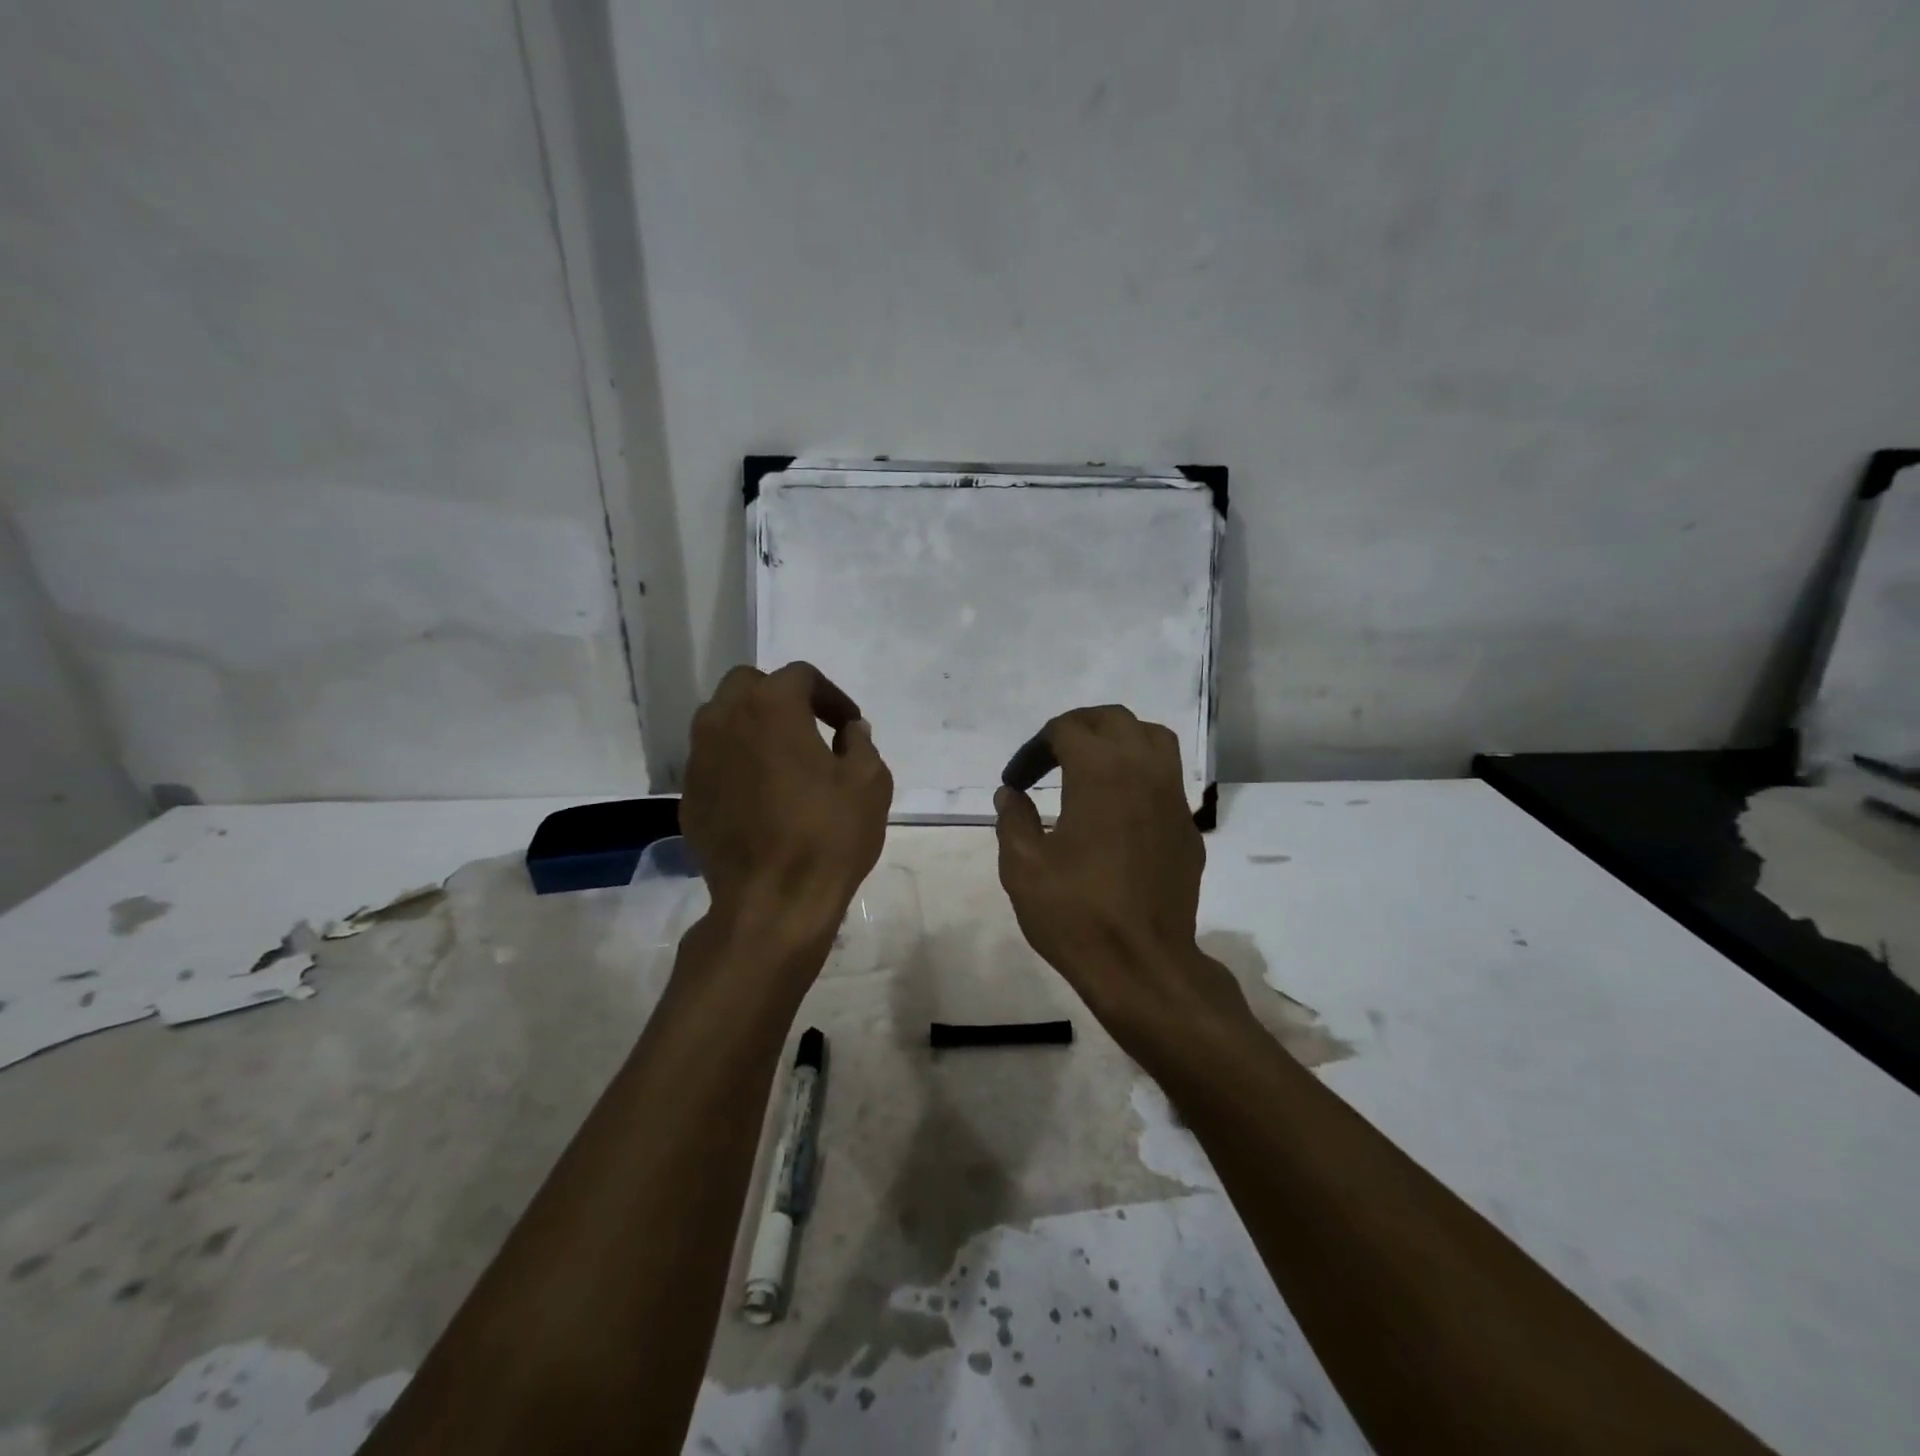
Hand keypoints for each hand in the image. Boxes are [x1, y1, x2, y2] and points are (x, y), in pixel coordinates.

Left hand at [680, 662, 892, 939]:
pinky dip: (736, 764)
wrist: (772, 902)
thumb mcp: (869, 782)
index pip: (801, 676)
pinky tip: (760, 797)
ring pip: (721, 721)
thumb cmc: (827, 835)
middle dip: (780, 698)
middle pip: (748, 685)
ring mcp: (699, 760)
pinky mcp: (687, 797)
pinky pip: (713, 762)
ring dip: (752, 727)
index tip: (849, 725)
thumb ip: (860, 744)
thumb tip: (850, 731)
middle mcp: (724, 720)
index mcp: (771, 706)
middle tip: (810, 729)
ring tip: (782, 760)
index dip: (831, 696)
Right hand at [994, 706, 1243, 1041]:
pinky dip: (1140, 772)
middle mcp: (1143, 770)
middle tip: (1048, 758)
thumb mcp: (1023, 867)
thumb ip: (1013, 820)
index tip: (1015, 782)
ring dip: (1117, 739)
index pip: (1065, 730)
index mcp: (1100, 771)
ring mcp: (1173, 797)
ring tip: (1091, 766)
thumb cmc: (1076, 914)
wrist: (1144, 965)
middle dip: (1076, 729)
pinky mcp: (1187, 826)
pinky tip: (1119, 806)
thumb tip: (1011, 795)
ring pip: (1152, 738)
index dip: (1033, 749)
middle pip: (1112, 719)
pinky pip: (1167, 776)